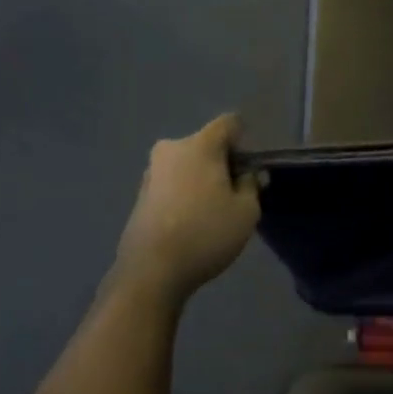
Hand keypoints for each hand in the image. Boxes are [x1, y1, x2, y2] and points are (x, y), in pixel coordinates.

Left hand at [114, 114, 260, 300]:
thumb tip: (248, 174)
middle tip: (236, 195)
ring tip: (213, 213)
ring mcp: (151, 172)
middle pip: (206, 145)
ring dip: (202, 180)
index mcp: (199, 145)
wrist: (151, 270)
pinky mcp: (140, 195)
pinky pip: (172, 184)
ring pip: (187, 165)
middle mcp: (171, 149)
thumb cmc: (206, 233)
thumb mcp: (246, 212)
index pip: (229, 123)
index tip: (249, 170)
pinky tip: (191, 223)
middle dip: (223, 163)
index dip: (244, 141)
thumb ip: (252, 185)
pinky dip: (185, 194)